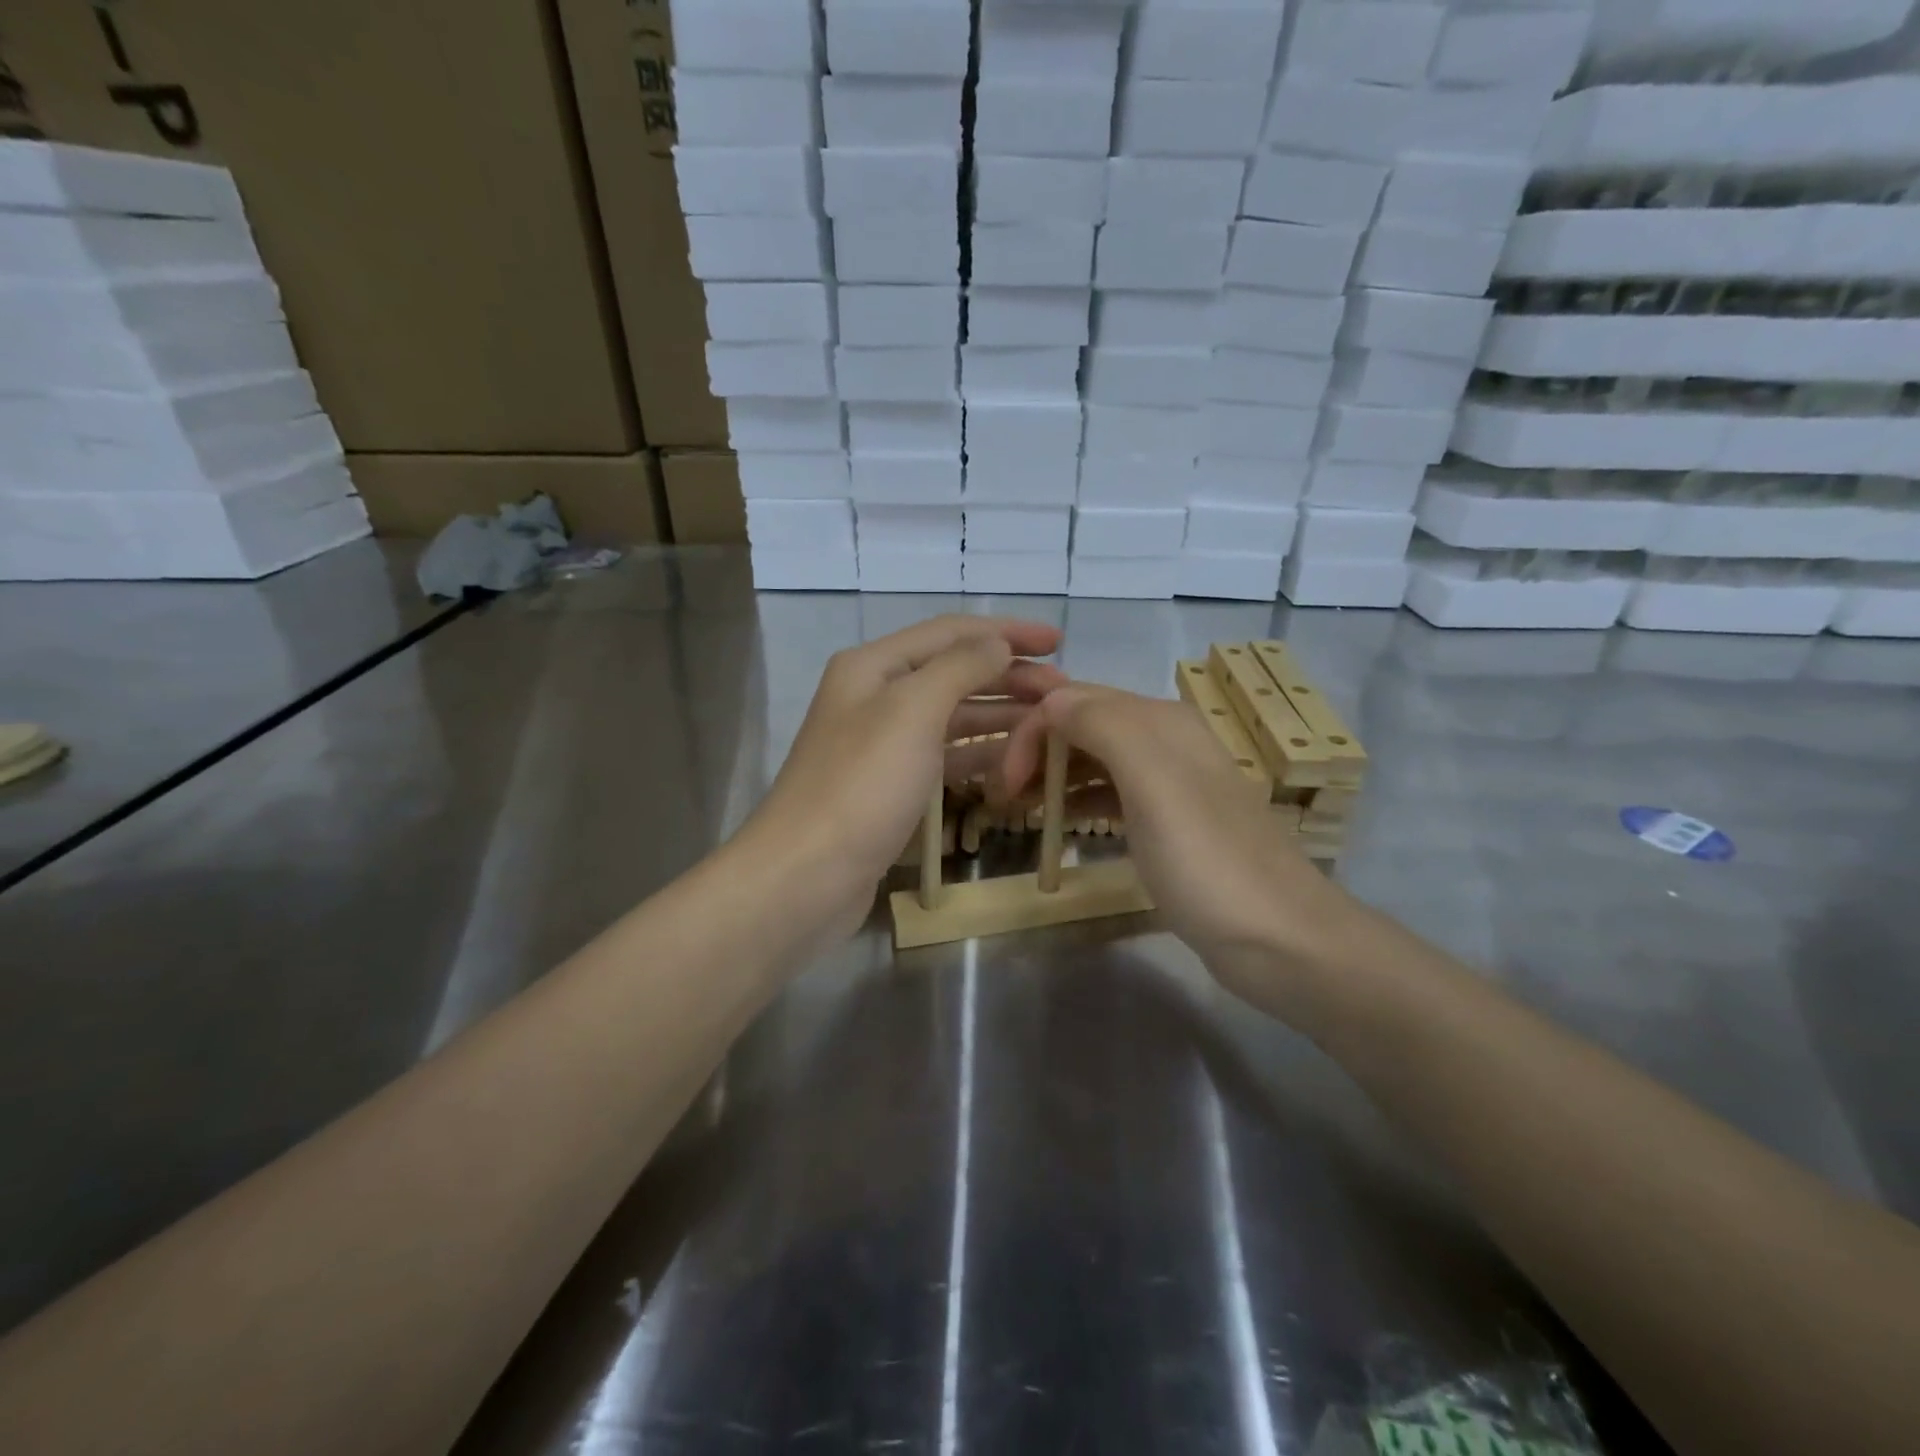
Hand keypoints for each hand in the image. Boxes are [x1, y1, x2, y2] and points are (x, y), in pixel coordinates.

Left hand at [738, 615, 1065, 941]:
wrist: (806, 875)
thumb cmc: (862, 785)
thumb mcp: (913, 711)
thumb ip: (960, 667)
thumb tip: (997, 643)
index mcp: (873, 666)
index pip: (951, 632)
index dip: (1006, 632)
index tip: (1058, 642)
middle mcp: (876, 696)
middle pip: (953, 672)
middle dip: (1008, 676)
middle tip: (1062, 692)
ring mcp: (882, 744)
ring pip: (951, 716)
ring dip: (999, 715)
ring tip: (1048, 724)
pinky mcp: (890, 787)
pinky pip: (943, 757)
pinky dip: (978, 754)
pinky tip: (1012, 760)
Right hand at [998, 681, 1361, 1008]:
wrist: (1278, 938)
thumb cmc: (1206, 861)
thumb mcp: (1153, 783)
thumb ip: (1103, 726)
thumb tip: (1050, 698)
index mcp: (1160, 721)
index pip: (1074, 700)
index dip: (1032, 732)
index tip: (1005, 783)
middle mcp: (1165, 740)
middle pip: (1083, 725)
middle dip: (1037, 750)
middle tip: (1003, 795)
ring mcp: (1169, 783)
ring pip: (1094, 759)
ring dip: (1052, 774)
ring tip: (1017, 808)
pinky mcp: (1169, 822)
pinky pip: (1111, 793)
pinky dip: (1079, 800)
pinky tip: (1059, 821)